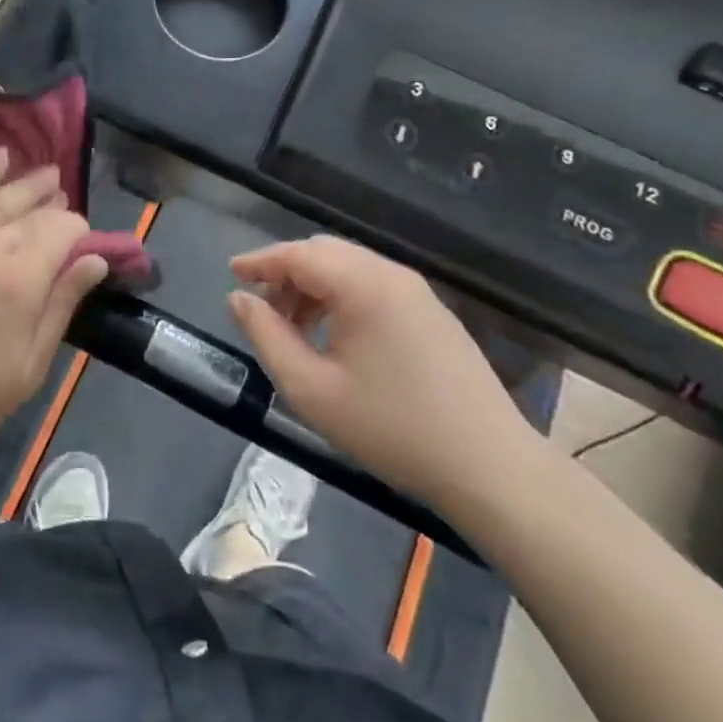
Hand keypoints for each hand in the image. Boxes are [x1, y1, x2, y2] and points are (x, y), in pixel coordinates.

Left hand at [0, 148, 109, 476]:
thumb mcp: (27, 368)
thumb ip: (62, 306)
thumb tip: (96, 260)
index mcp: (19, 281)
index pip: (62, 231)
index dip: (78, 232)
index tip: (81, 244)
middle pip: (31, 211)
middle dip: (53, 204)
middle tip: (64, 199)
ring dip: (25, 183)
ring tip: (47, 174)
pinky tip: (0, 157)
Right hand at [227, 236, 543, 512]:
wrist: (491, 468)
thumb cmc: (393, 429)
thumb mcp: (312, 390)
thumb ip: (267, 337)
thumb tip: (240, 299)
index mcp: (363, 284)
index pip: (298, 253)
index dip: (260, 261)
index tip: (231, 274)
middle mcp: (391, 275)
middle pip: (324, 253)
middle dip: (286, 273)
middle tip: (261, 309)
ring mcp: (417, 292)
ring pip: (349, 268)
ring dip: (313, 286)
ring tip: (293, 328)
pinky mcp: (432, 312)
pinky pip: (373, 286)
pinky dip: (341, 297)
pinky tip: (334, 336)